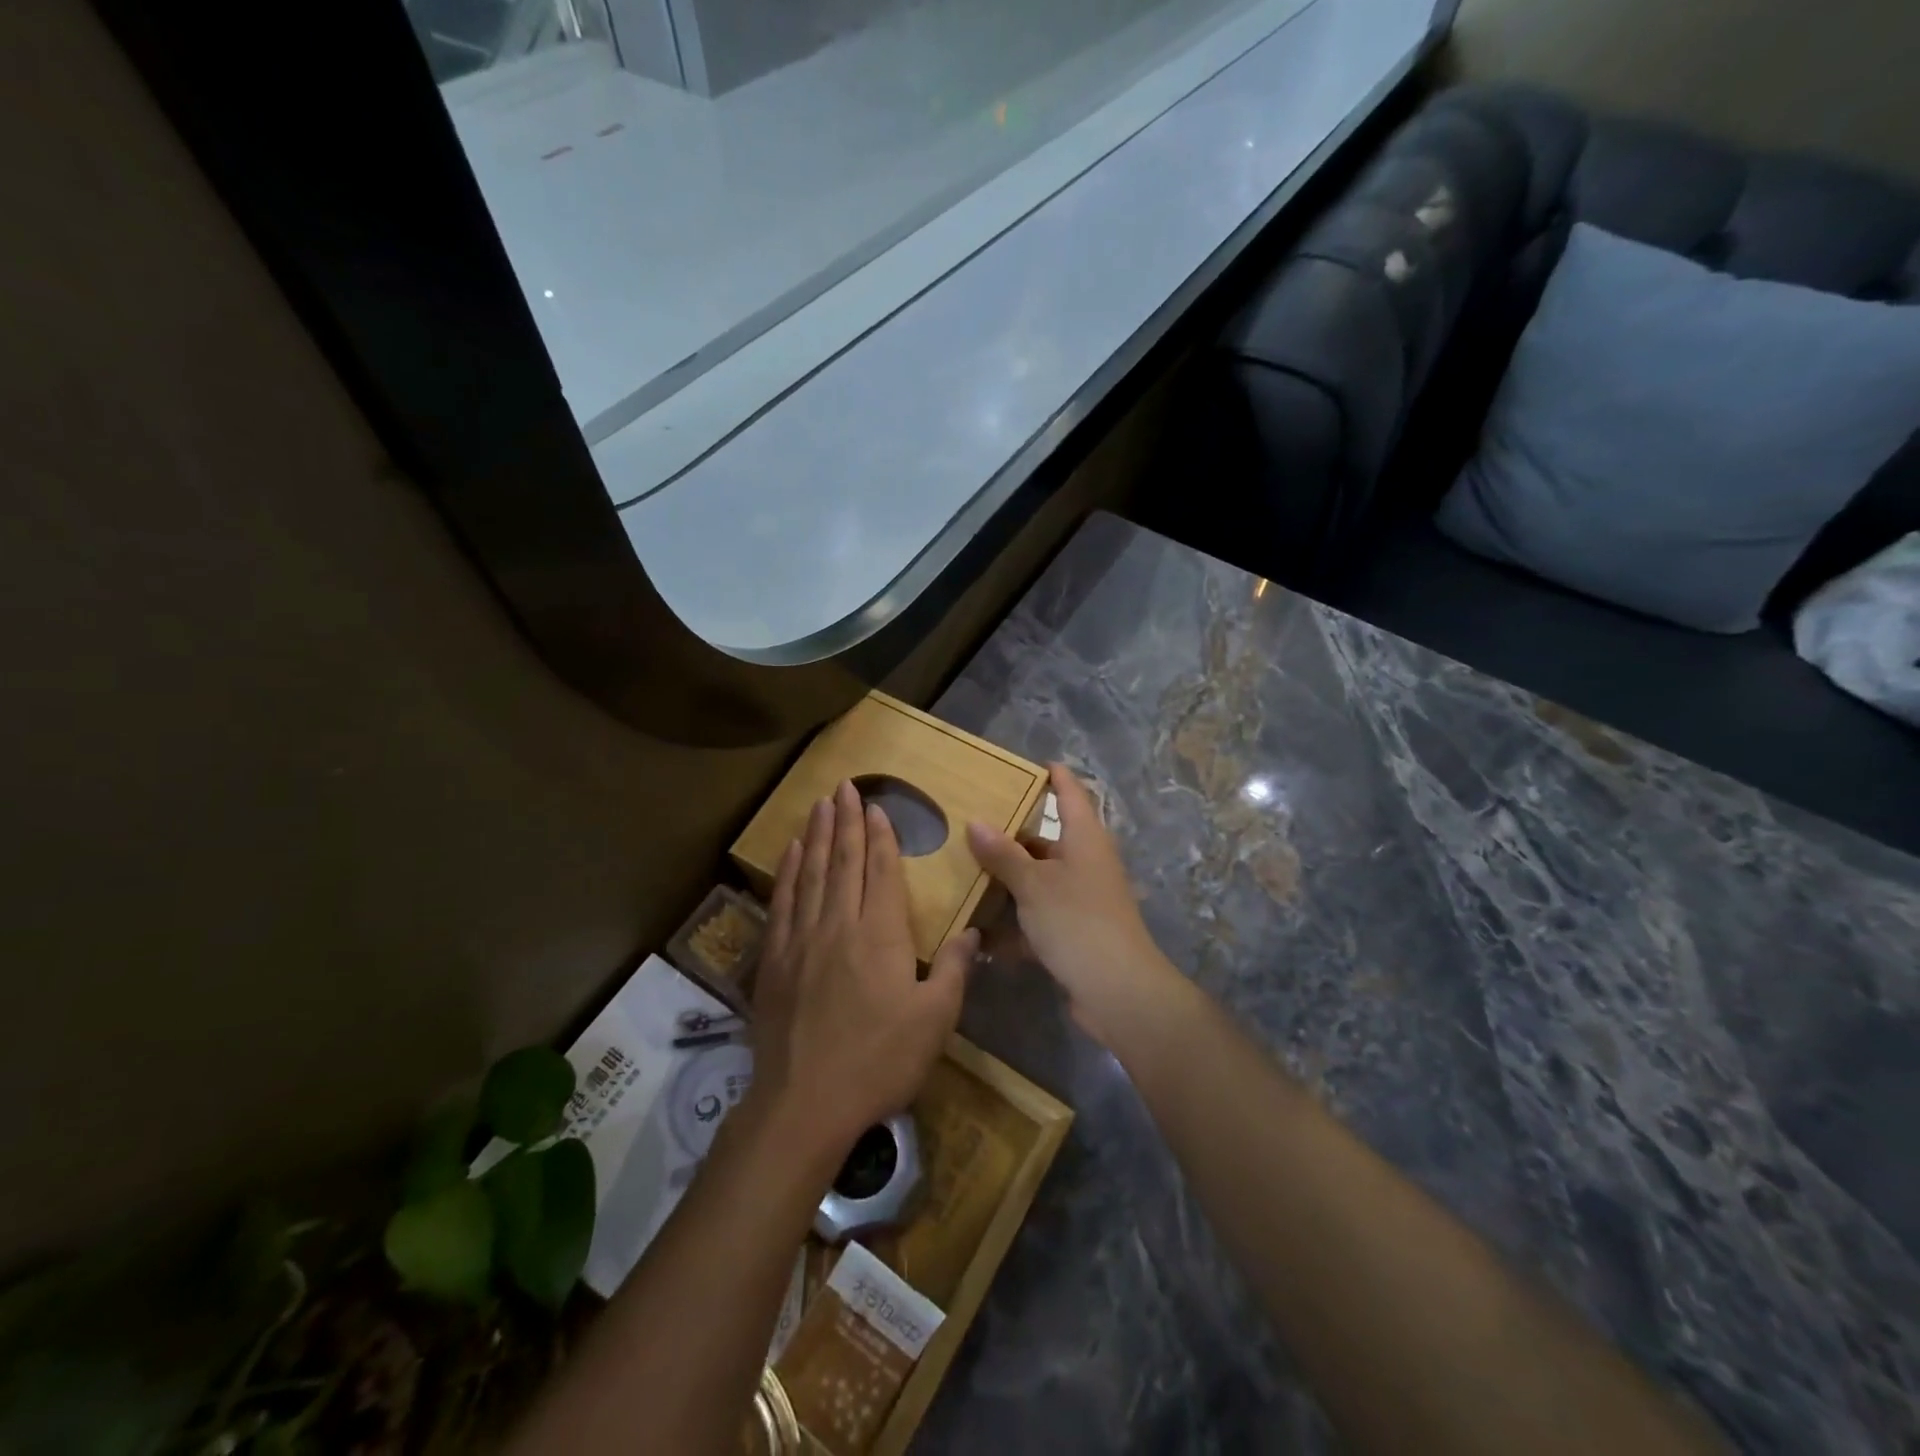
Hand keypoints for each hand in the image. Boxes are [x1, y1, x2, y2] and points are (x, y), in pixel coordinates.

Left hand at [749, 781, 973, 1162]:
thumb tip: (974, 932)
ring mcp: (802, 939)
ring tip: (820, 804)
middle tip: (845, 786)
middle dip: (848, 821)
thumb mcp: (934, 1021)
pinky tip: (793, 851)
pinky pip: (783, 901)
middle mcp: (839, 924)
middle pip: (844, 861)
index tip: (877, 806)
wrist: (804, 1103)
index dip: (881, 836)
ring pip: (812, 873)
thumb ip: (952, 970)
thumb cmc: (878, 1061)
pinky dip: (789, 871)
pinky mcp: (774, 959)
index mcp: (880, 934)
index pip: (882, 871)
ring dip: (819, 835)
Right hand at [967, 765, 1188, 1050]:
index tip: (1032, 763)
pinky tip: (983, 935)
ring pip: (1040, 881)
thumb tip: (976, 821)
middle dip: (1012, 837)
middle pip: (1047, 840)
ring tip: (967, 875)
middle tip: (972, 826)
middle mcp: (1087, 862)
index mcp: (1085, 838)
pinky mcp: (1076, 932)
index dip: (1054, 776)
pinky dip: (1016, 925)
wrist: (1118, 991)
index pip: (1071, 793)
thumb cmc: (1077, 921)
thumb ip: (1003, 854)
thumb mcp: (1033, 884)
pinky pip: (1040, 917)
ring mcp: (1083, 899)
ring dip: (1009, 883)